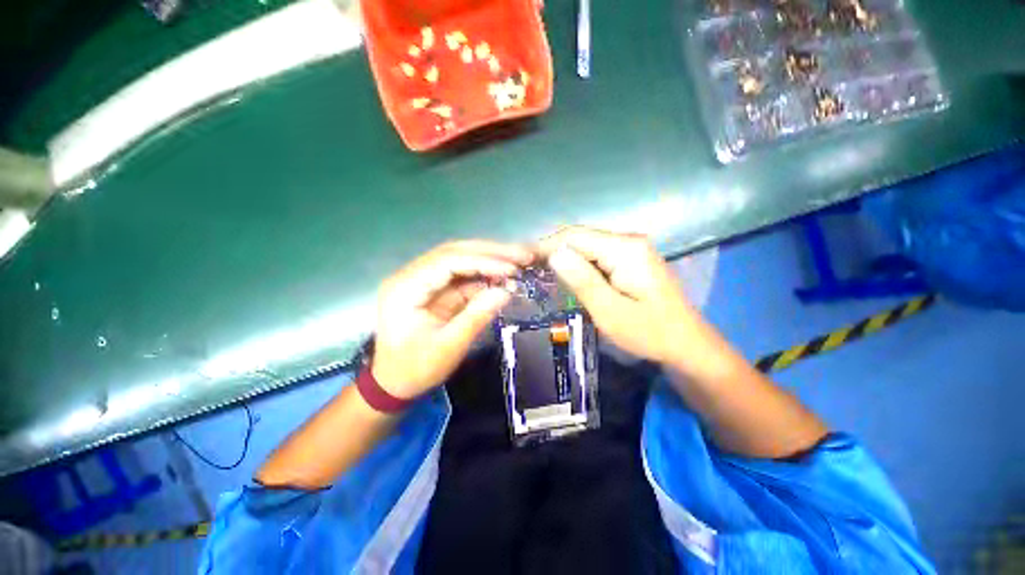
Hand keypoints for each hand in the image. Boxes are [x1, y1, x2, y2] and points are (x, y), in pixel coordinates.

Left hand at [372, 241, 532, 399]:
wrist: (393, 383)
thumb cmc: (415, 369)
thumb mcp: (448, 347)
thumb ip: (477, 316)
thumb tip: (506, 291)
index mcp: (405, 288)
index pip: (447, 261)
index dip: (482, 261)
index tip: (511, 269)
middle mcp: (410, 275)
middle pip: (454, 252)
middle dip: (490, 252)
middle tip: (521, 255)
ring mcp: (422, 280)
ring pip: (459, 258)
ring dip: (489, 259)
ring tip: (517, 261)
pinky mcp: (433, 288)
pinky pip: (461, 275)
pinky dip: (484, 274)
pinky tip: (502, 276)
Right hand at [540, 226, 697, 365]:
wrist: (686, 343)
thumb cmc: (649, 332)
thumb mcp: (610, 312)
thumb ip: (582, 281)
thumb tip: (554, 254)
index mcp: (625, 249)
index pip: (575, 236)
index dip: (547, 246)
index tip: (524, 261)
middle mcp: (628, 240)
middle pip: (580, 237)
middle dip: (553, 251)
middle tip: (529, 270)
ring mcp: (631, 248)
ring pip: (586, 245)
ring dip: (564, 258)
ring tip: (542, 273)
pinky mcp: (630, 258)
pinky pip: (596, 254)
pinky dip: (578, 264)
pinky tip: (567, 276)